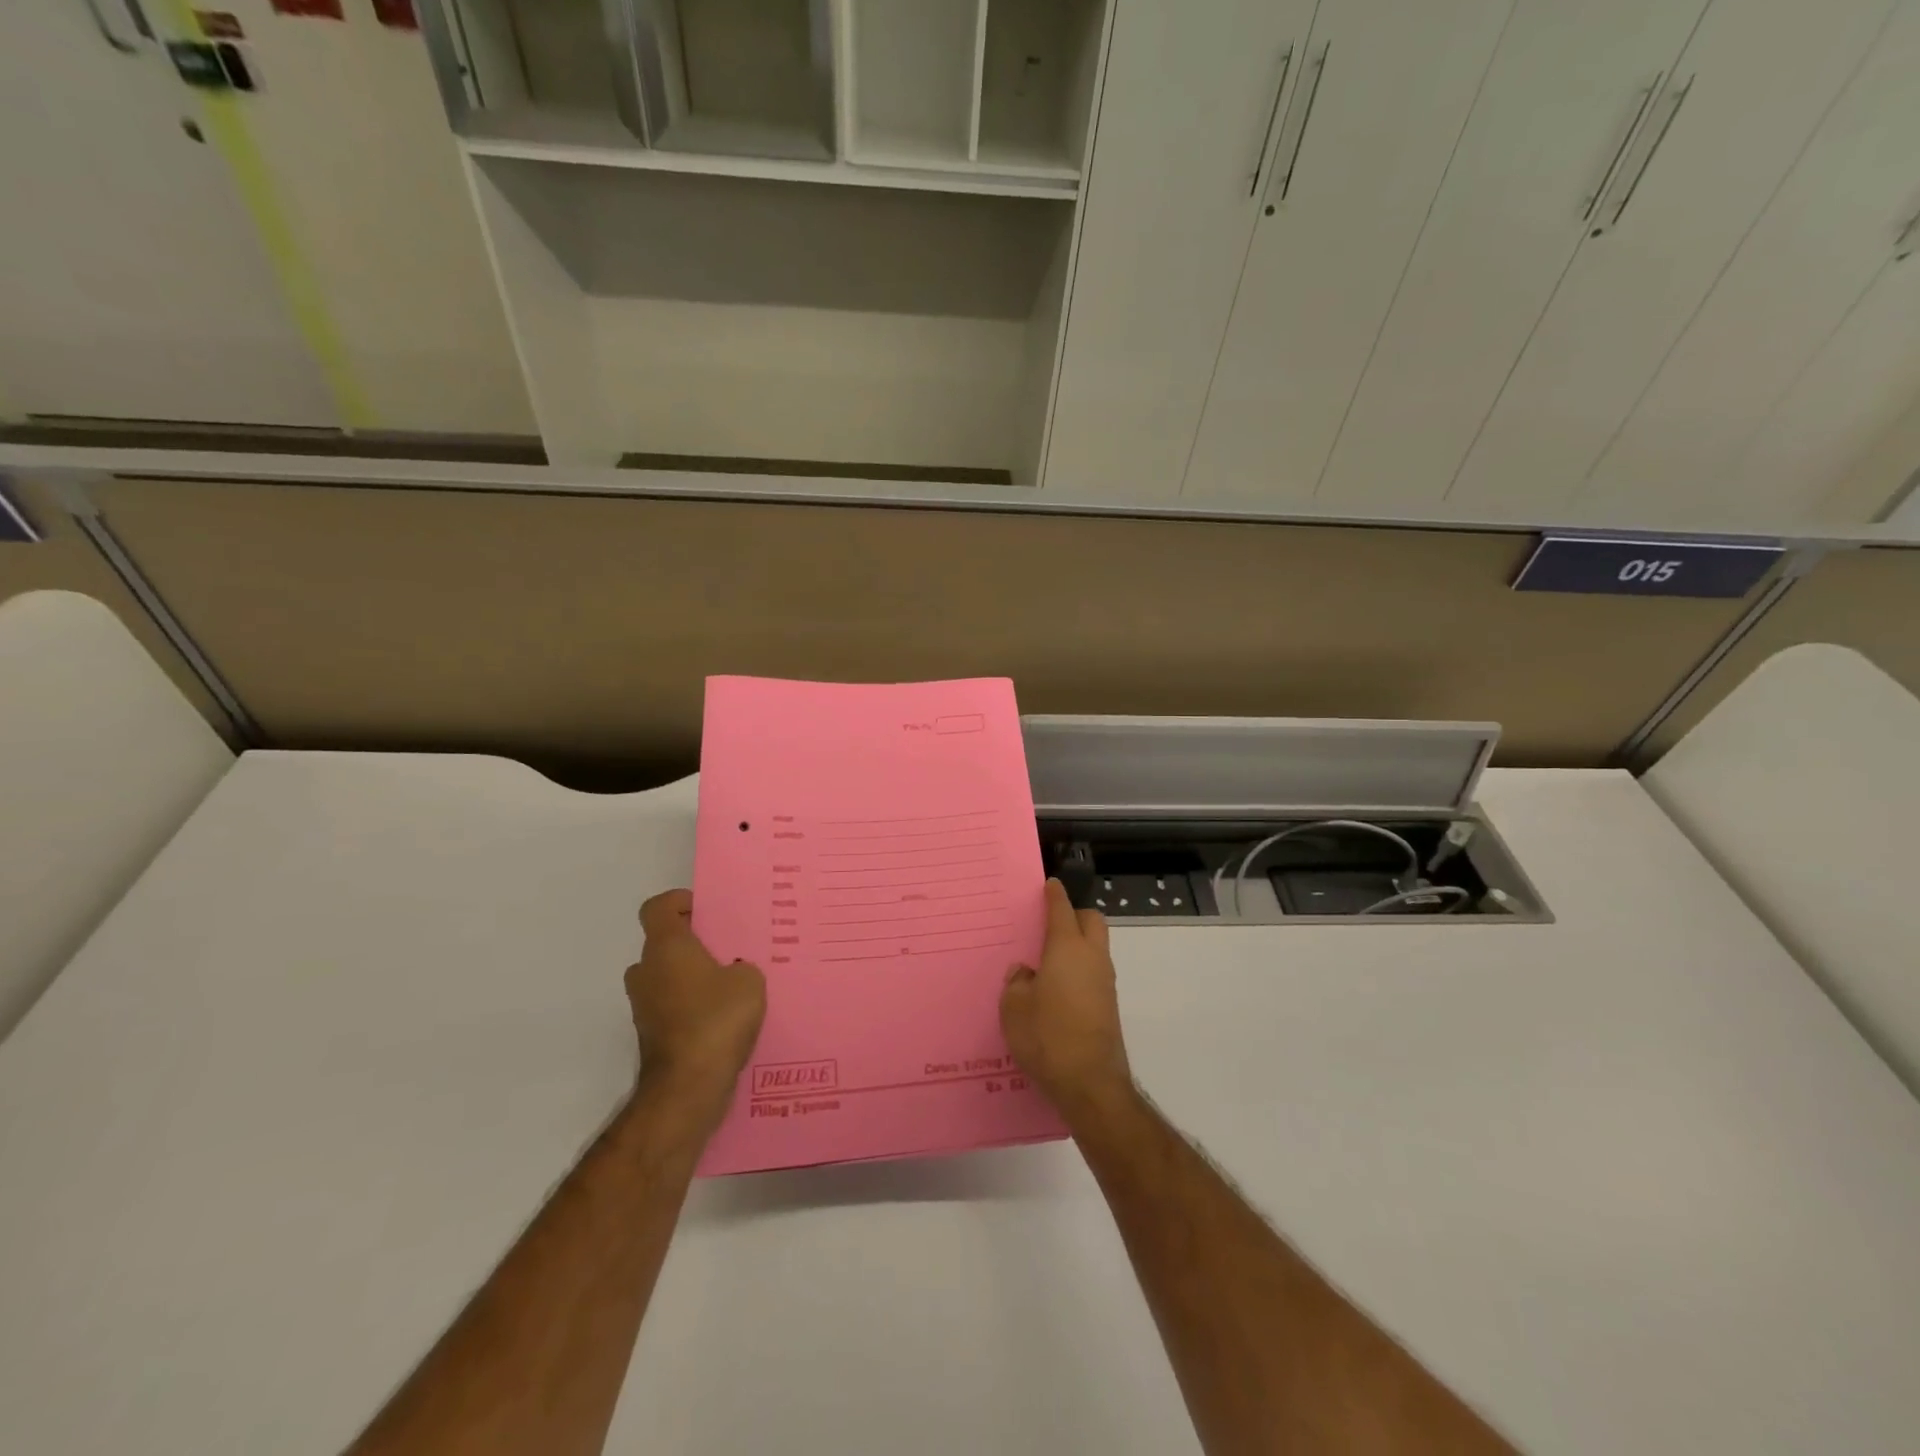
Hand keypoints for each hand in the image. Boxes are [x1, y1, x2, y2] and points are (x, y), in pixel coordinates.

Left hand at [628, 890, 766, 1123]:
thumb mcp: (749, 981)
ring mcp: (644, 1006)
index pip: (657, 908)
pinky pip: (673, 1007)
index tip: (707, 910)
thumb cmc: (716, 1019)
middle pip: (664, 943)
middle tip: (729, 949)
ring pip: (668, 977)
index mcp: (666, 947)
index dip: (679, 901)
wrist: (687, 1088)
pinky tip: (725, 1019)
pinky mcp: (651, 1036)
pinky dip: (693, 1007)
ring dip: (693, 977)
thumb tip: (733, 974)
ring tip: (732, 986)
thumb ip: (741, 967)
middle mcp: (646, 971)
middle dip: (692, 943)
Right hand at [1001, 879, 1133, 1119]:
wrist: (1090, 1083)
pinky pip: (1094, 972)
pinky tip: (1058, 988)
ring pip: (1096, 947)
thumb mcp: (1014, 1008)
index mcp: (1067, 948)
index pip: (1062, 910)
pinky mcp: (1108, 1005)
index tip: (1050, 885)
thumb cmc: (1046, 1036)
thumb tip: (1026, 972)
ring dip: (1078, 943)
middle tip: (1050, 923)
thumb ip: (1017, 982)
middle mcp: (1092, 958)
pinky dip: (1079, 968)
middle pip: (1092, 921)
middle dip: (1074, 914)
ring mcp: (1105, 982)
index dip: (1055, 895)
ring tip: (1048, 958)